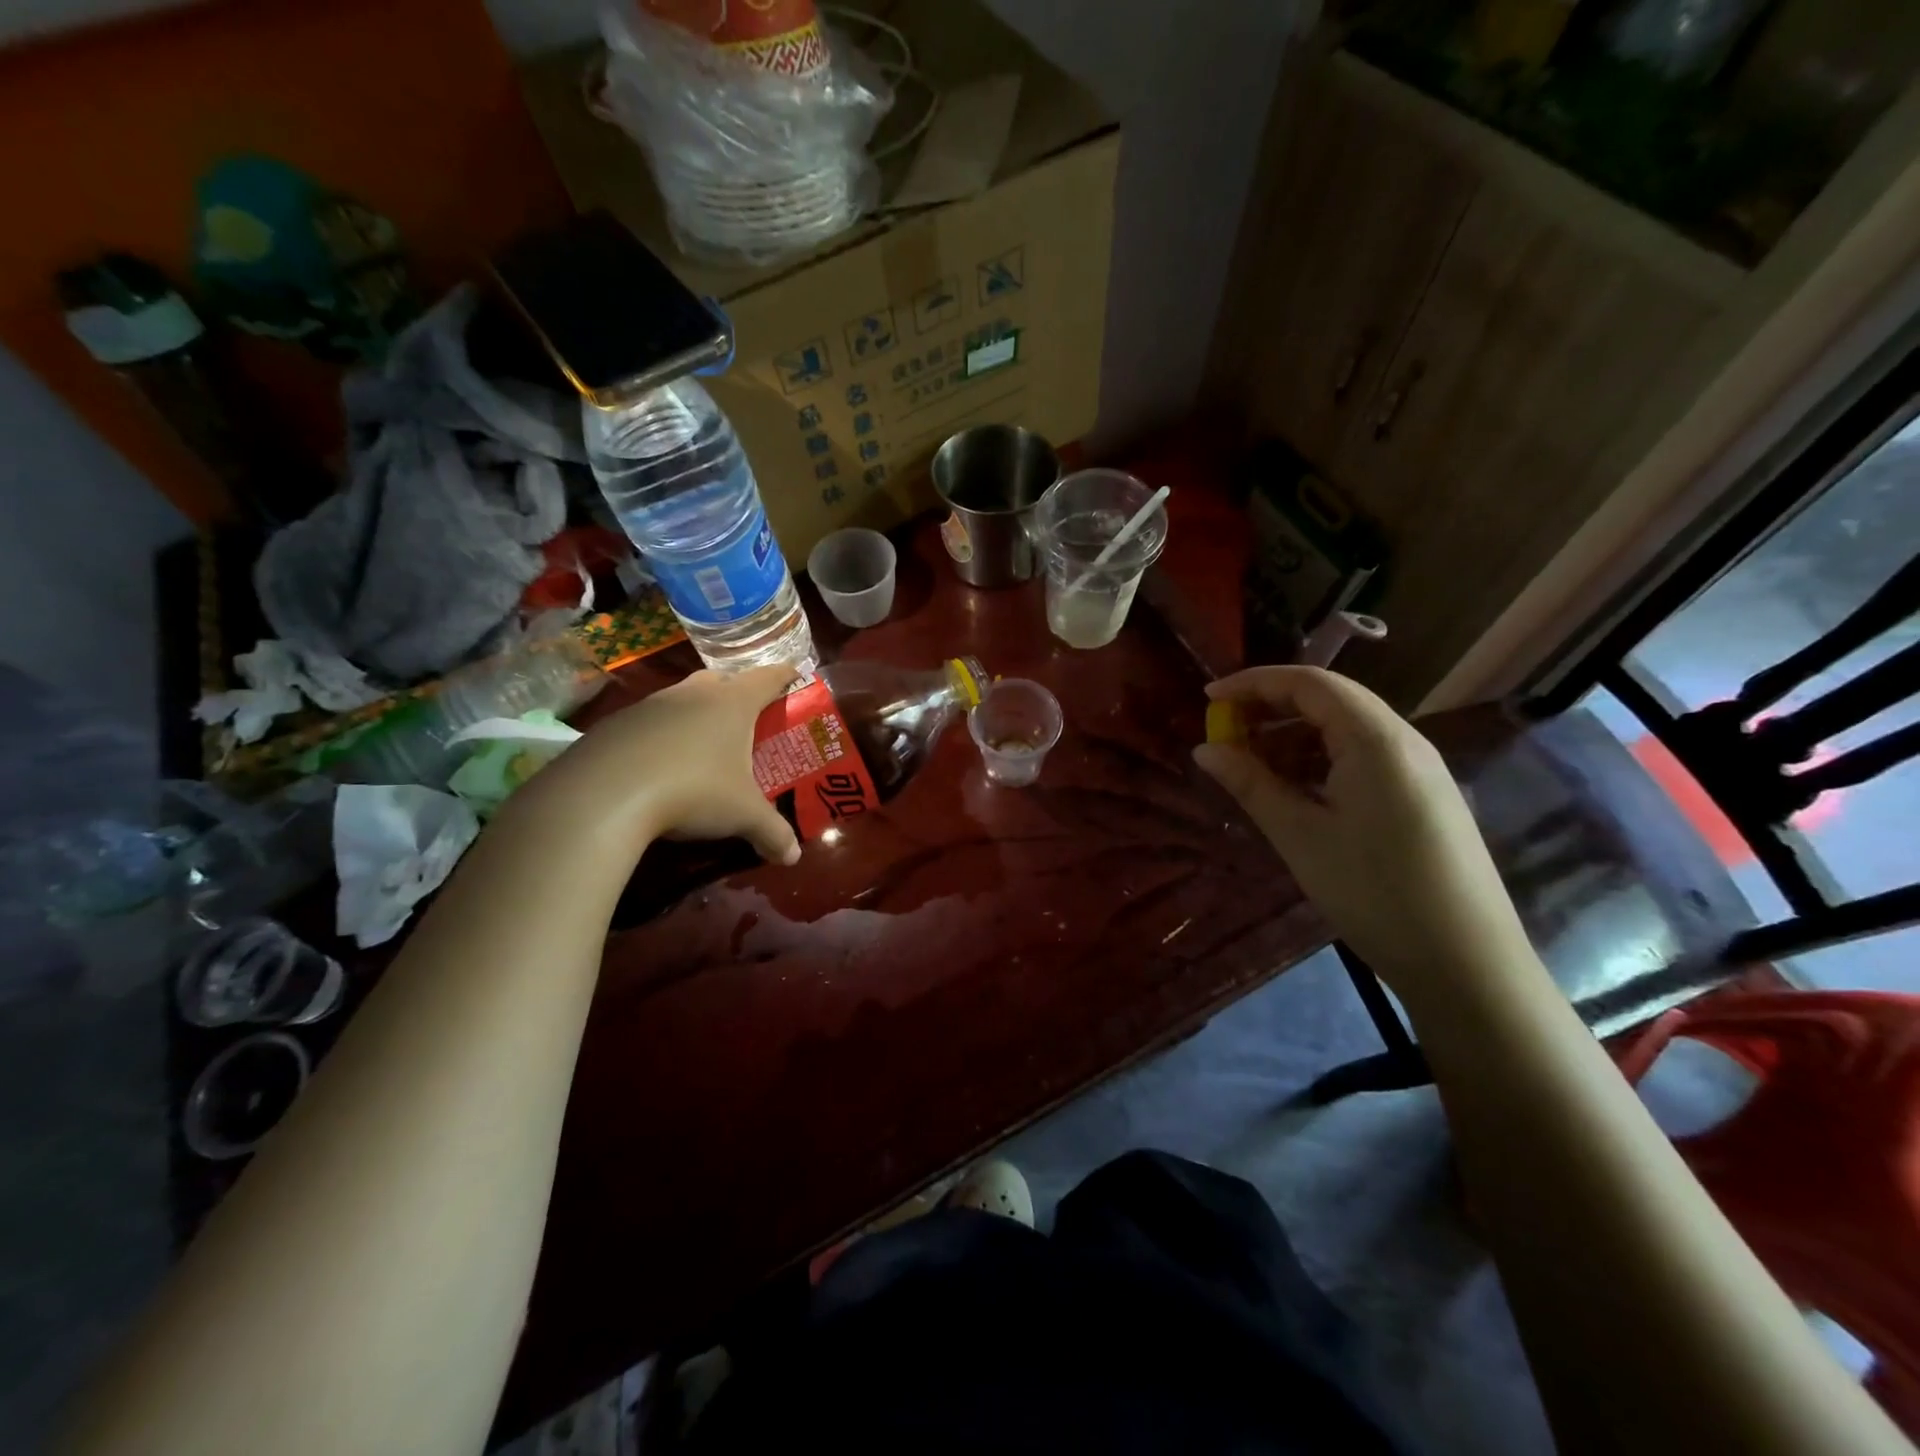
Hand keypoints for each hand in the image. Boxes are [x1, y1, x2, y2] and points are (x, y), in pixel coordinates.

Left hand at [521, 664, 800, 865]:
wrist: (605, 794)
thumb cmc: (693, 790)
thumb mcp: (742, 816)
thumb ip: (772, 833)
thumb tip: (793, 857)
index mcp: (732, 703)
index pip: (768, 677)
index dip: (784, 675)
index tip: (794, 676)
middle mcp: (693, 694)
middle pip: (721, 681)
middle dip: (736, 693)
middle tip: (747, 718)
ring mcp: (650, 705)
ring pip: (681, 699)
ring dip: (694, 714)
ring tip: (702, 744)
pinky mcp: (615, 723)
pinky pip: (648, 722)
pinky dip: (660, 736)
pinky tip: (659, 765)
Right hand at [1192, 666, 1534, 1001]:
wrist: (1467, 962)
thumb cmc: (1374, 892)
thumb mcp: (1300, 836)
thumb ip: (1251, 783)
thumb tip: (1205, 749)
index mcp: (1376, 739)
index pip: (1309, 683)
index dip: (1253, 683)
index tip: (1207, 697)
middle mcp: (1403, 741)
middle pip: (1329, 699)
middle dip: (1271, 706)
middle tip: (1224, 731)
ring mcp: (1419, 769)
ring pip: (1346, 729)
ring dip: (1294, 735)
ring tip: (1250, 763)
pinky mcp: (1423, 796)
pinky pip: (1363, 756)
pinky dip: (1320, 759)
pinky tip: (1294, 789)